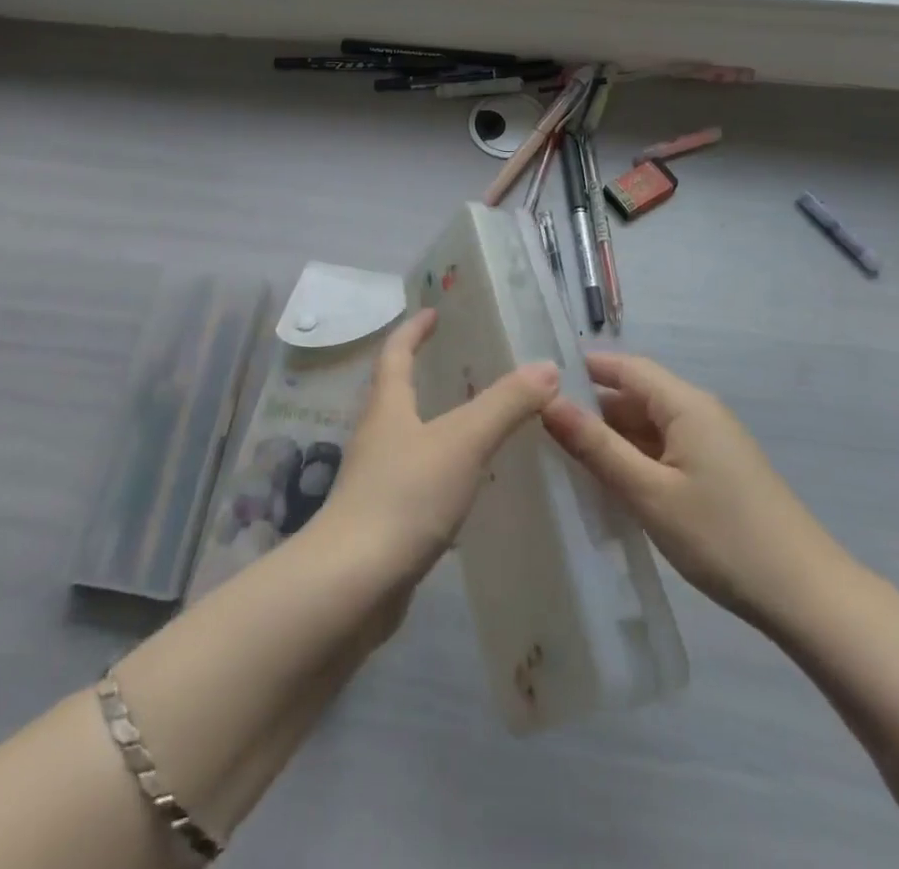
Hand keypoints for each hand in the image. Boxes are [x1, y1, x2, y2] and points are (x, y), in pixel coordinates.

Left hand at [314, 309, 558, 589]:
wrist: (352, 585)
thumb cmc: (405, 497)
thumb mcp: (463, 442)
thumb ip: (505, 404)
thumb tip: (547, 366)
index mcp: (387, 406)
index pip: (396, 352)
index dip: (413, 329)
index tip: (433, 312)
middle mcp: (377, 436)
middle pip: (397, 392)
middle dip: (425, 373)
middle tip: (467, 364)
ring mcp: (377, 480)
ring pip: (410, 438)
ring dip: (438, 424)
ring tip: (479, 422)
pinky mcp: (385, 519)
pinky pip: (418, 481)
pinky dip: (443, 471)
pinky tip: (471, 487)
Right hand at [541, 354, 856, 637]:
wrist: (806, 596)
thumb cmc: (722, 537)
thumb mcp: (649, 492)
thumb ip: (597, 446)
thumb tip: (548, 402)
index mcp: (686, 404)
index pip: (625, 367)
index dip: (583, 368)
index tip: (538, 380)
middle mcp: (699, 412)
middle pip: (635, 395)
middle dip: (591, 406)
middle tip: (538, 424)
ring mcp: (710, 444)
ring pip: (648, 425)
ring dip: (610, 436)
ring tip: (561, 453)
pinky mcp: (716, 472)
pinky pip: (664, 450)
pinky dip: (633, 458)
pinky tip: (607, 481)